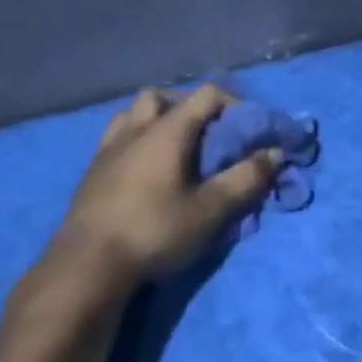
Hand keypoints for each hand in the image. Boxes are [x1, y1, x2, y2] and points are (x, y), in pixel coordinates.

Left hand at [25, 85, 281, 300]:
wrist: (87, 265)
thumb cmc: (155, 231)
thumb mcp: (210, 210)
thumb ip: (245, 179)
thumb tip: (274, 153)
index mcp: (166, 131)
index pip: (205, 95)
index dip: (234, 104)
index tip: (250, 129)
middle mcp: (134, 130)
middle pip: (162, 96)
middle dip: (189, 107)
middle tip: (207, 134)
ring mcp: (107, 150)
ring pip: (133, 114)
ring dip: (157, 120)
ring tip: (175, 147)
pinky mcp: (92, 173)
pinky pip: (116, 139)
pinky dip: (136, 141)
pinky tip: (146, 170)